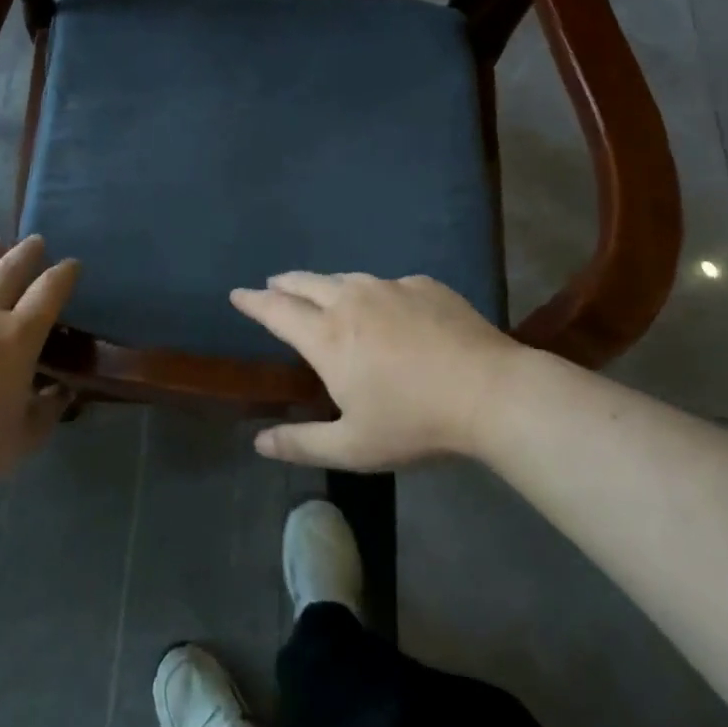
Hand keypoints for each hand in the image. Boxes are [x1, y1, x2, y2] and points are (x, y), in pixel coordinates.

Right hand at [231, 272, 517, 469]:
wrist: (490, 391)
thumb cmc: (415, 422)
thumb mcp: (353, 447)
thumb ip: (302, 444)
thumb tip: (258, 442)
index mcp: (328, 337)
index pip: (277, 311)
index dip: (253, 302)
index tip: (237, 293)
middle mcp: (352, 301)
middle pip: (306, 282)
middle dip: (285, 283)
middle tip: (274, 285)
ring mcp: (390, 288)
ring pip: (347, 279)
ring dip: (327, 285)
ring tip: (324, 293)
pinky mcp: (424, 285)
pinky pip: (388, 285)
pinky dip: (375, 294)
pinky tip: (388, 308)